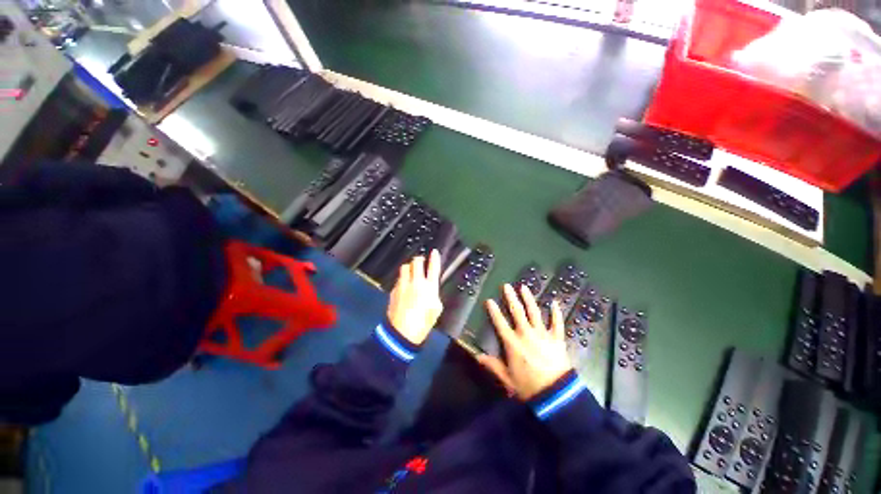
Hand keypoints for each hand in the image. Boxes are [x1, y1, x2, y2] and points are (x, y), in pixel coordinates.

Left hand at [386, 250, 443, 344]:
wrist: (402, 333)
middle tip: (421, 261)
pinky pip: (398, 279)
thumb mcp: (436, 309)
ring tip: (411, 272)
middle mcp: (416, 283)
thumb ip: (434, 295)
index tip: (434, 252)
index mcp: (429, 287)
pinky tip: (404, 286)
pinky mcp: (394, 290)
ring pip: (405, 267)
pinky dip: (402, 279)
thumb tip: (431, 289)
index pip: (433, 268)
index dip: (434, 258)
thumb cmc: (422, 323)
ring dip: (409, 267)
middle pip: (416, 262)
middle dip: (419, 259)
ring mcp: (403, 285)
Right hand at [478, 284, 572, 399]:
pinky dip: (556, 312)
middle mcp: (526, 334)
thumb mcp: (507, 378)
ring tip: (524, 287)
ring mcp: (542, 334)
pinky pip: (557, 323)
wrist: (556, 394)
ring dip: (529, 299)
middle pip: (517, 312)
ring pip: (534, 312)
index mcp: (513, 343)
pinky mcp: (557, 339)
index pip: (500, 323)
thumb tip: (477, 356)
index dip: (494, 311)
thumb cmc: (528, 386)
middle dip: (511, 298)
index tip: (489, 300)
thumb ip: (492, 365)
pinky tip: (554, 302)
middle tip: (507, 286)